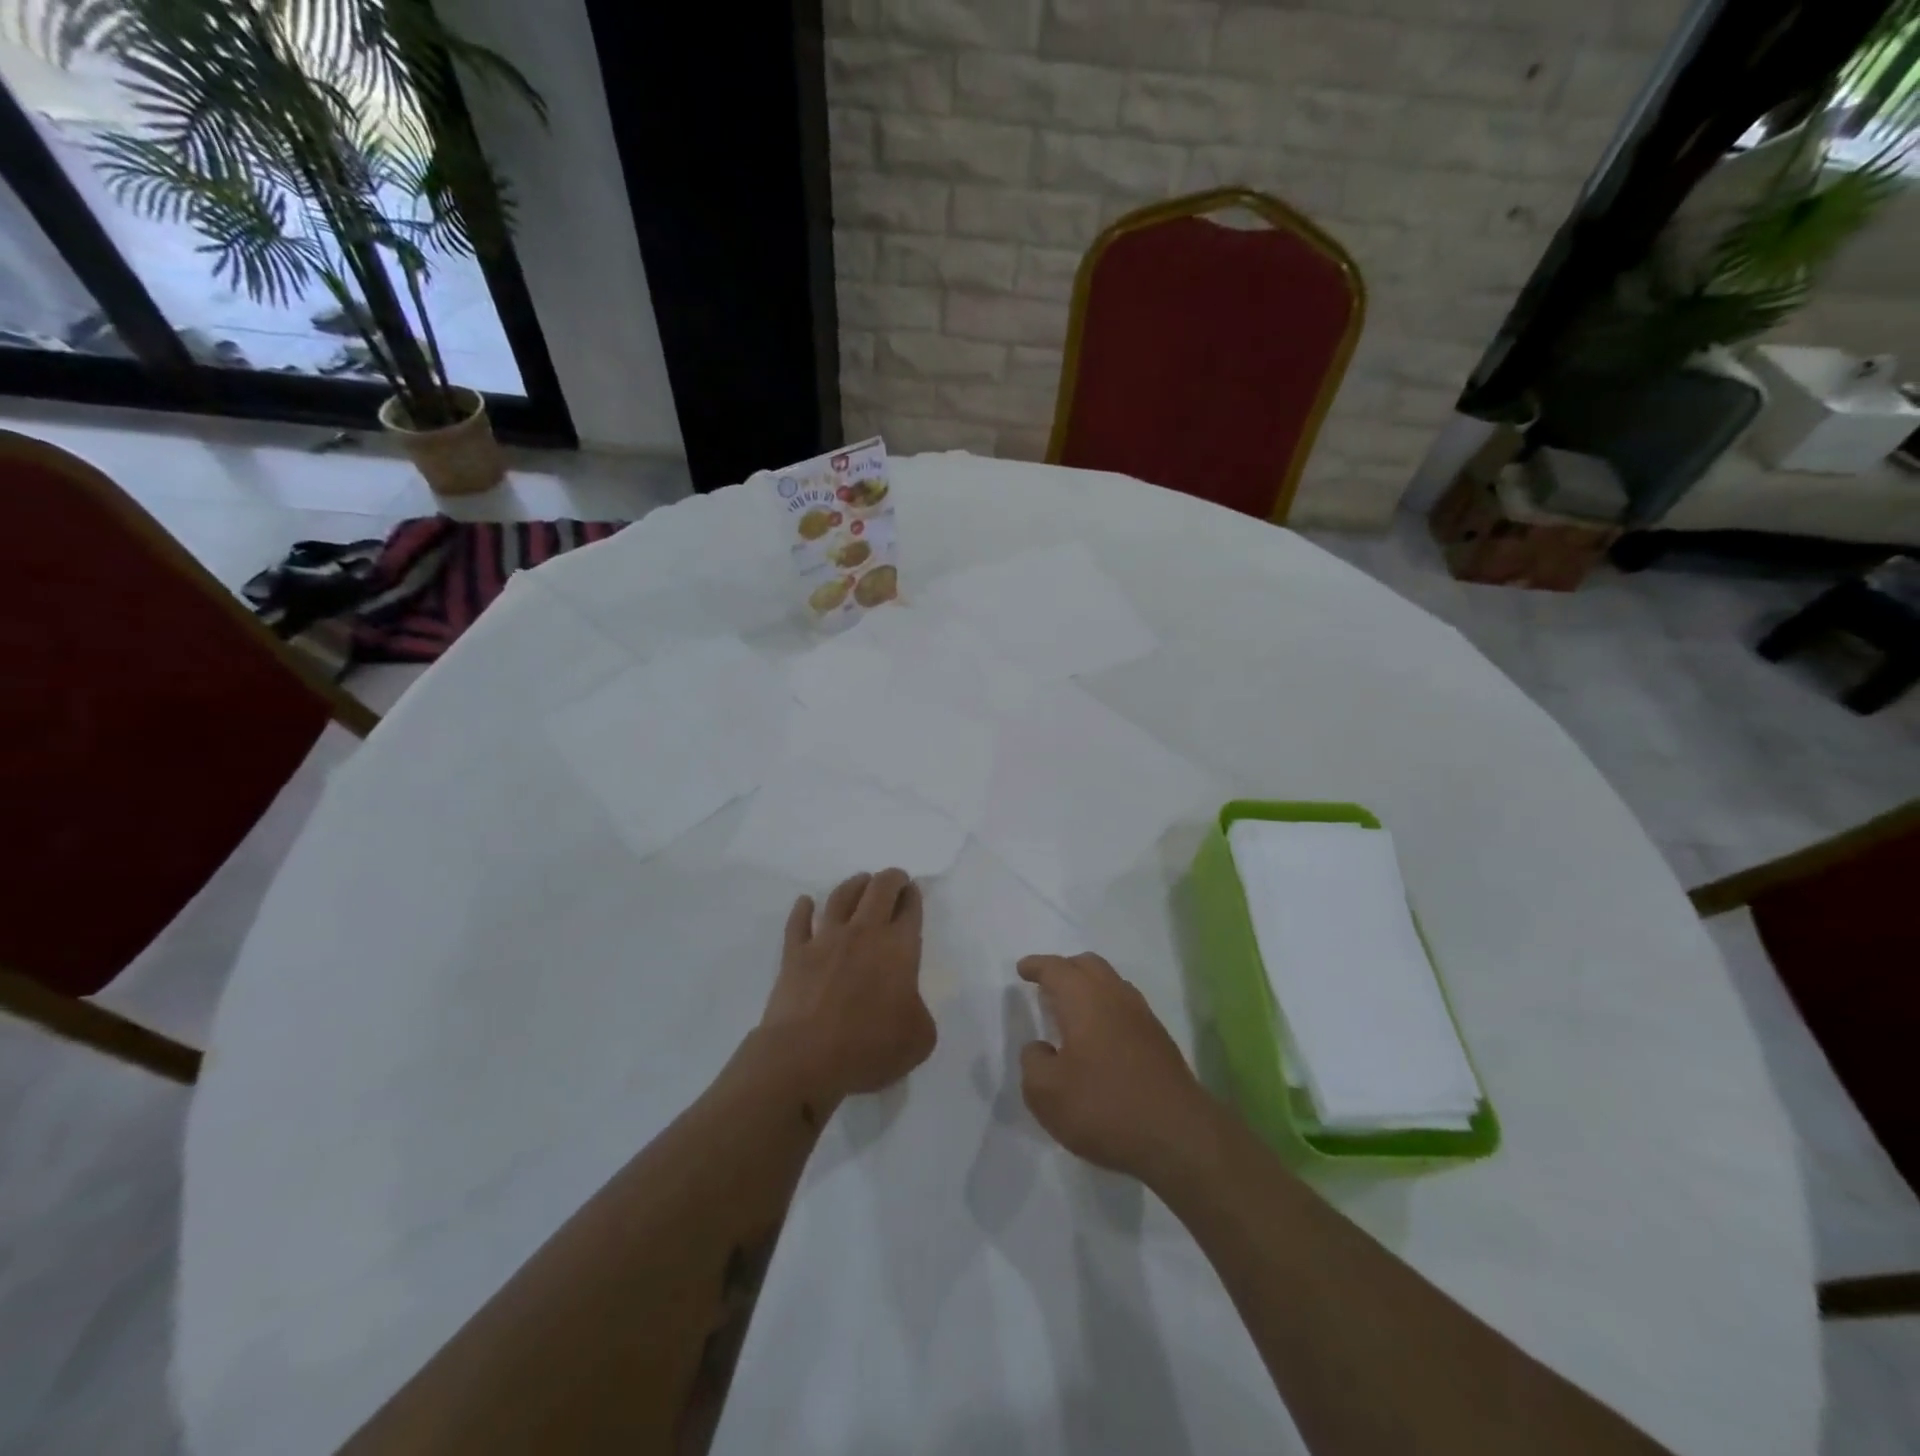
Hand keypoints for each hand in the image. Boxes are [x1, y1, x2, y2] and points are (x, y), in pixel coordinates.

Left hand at [761, 869, 935, 1104]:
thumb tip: (906, 1004)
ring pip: (841, 896)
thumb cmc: (868, 1048)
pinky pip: (798, 922)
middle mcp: (863, 933)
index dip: (913, 897)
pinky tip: (805, 902)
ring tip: (861, 881)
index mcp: (899, 949)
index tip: (913, 892)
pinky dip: (803, 909)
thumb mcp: (919, 1039)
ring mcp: (825, 940)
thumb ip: (920, 1012)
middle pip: (879, 890)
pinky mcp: (794, 954)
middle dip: (891, 879)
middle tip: (895, 879)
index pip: (910, 910)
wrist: (805, 1058)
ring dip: (854, 885)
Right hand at [1017, 953, 1218, 1184]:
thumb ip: (1033, 1063)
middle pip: (1088, 965)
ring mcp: (1142, 1016)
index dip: (1036, 966)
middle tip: (1046, 985)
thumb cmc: (1104, 1107)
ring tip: (1070, 1010)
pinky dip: (1106, 1009)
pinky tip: (1099, 1037)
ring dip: (1088, 988)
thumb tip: (1040, 1048)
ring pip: (1111, 984)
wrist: (1179, 1136)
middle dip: (1065, 969)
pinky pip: (1125, 1007)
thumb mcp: (1047, 1093)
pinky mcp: (1159, 1040)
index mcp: (1083, 998)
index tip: (1023, 969)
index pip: (1055, 969)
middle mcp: (1114, 996)